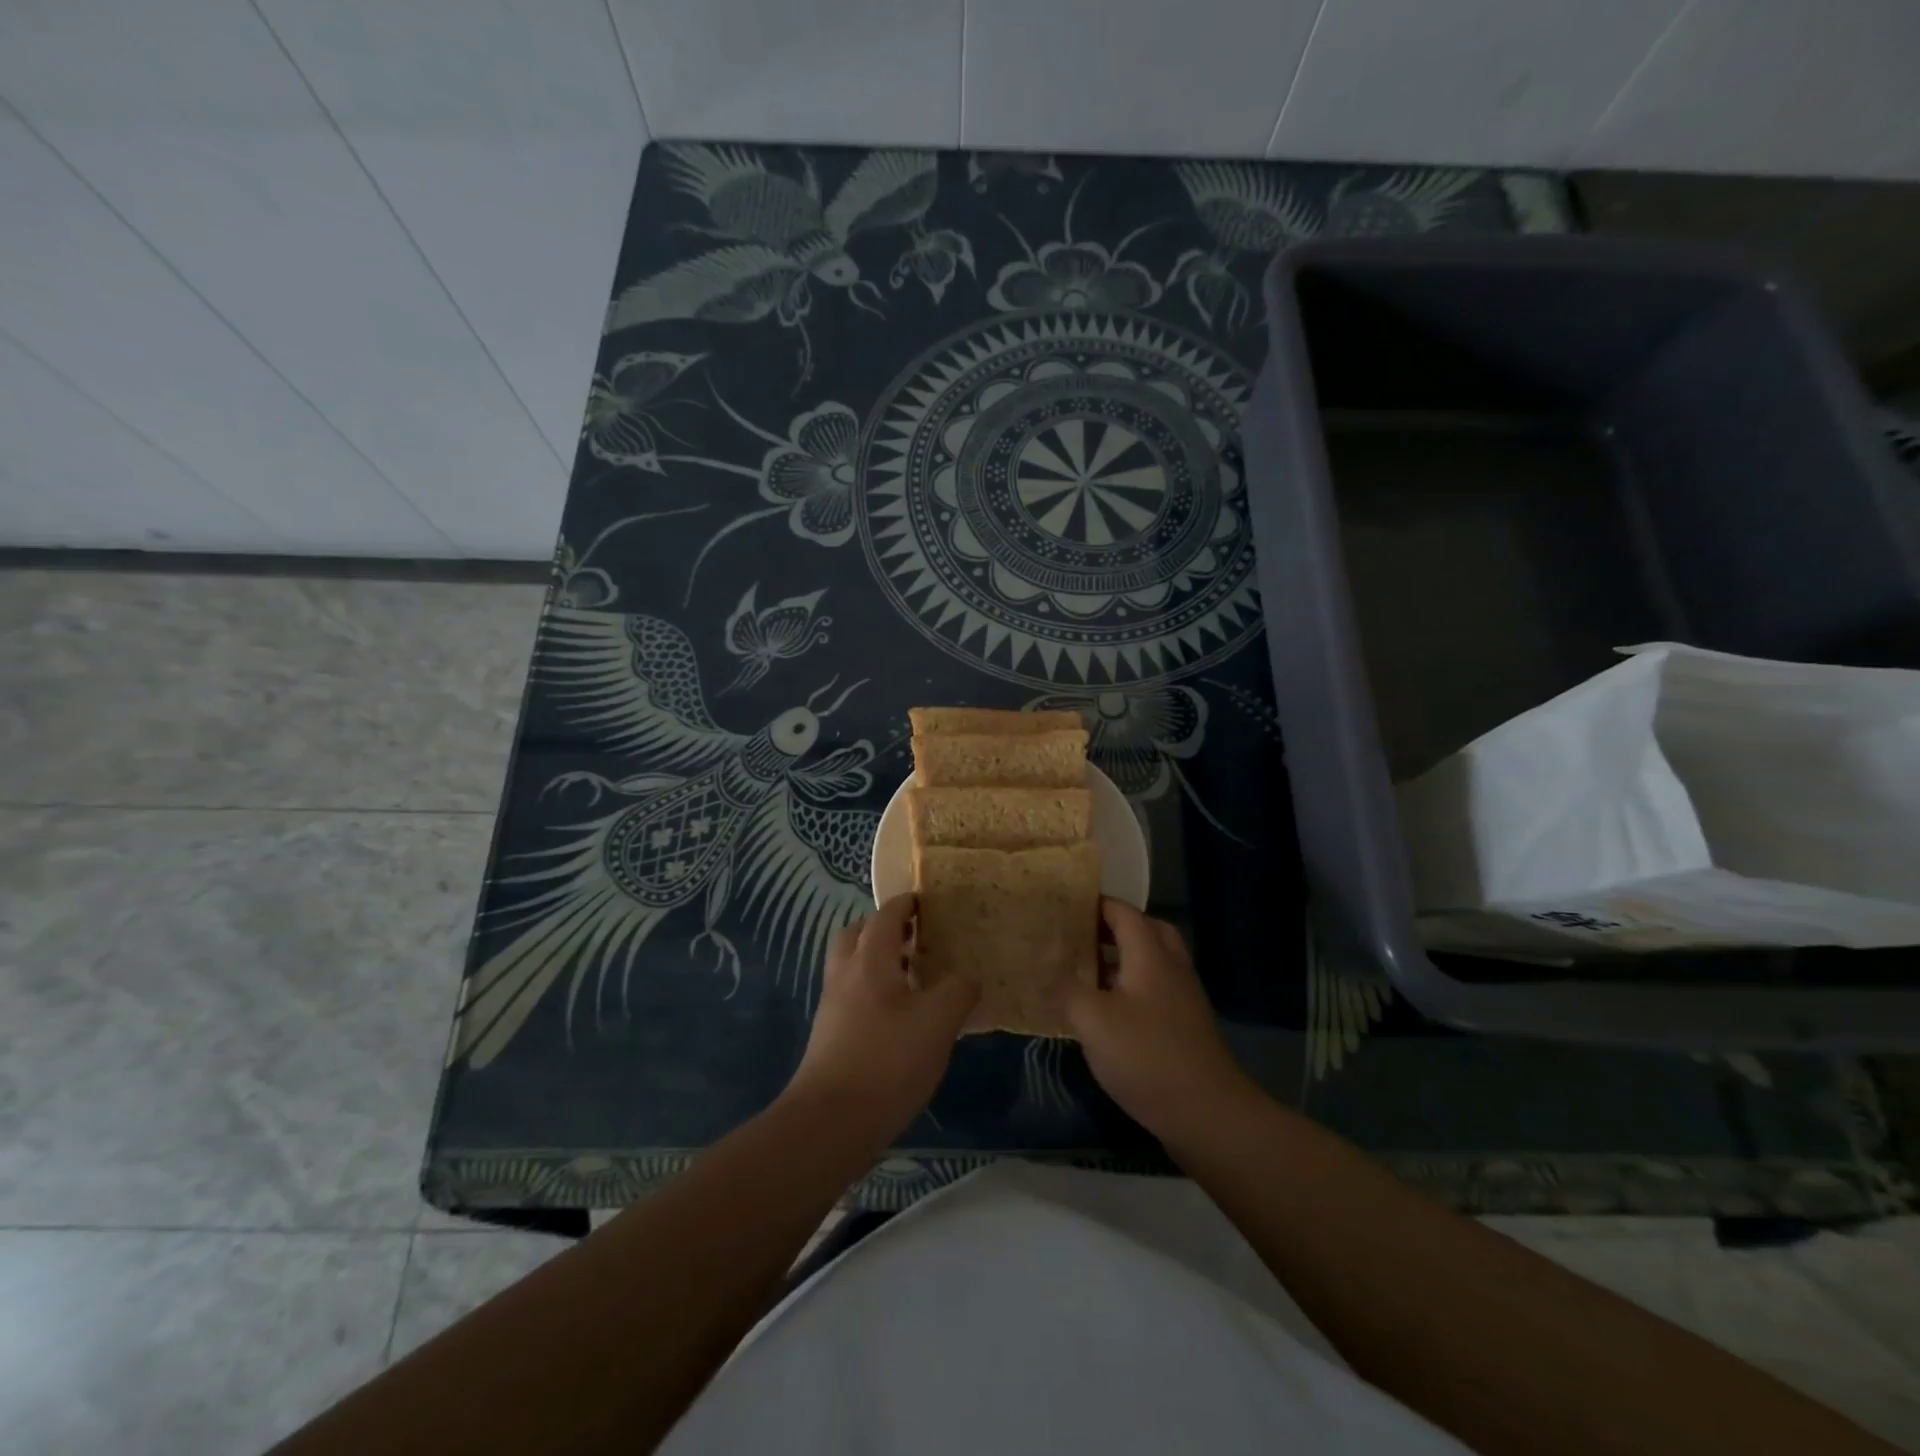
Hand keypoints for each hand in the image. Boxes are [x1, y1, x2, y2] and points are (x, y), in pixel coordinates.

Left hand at [785, 893, 978, 1141]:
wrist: (830, 1122)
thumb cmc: (888, 1060)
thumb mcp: (938, 1022)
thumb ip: (958, 990)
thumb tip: (968, 977)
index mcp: (870, 959)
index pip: (886, 915)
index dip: (906, 904)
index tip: (927, 901)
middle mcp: (845, 974)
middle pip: (858, 934)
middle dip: (884, 930)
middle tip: (916, 939)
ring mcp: (833, 1006)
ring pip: (852, 967)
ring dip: (878, 962)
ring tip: (915, 979)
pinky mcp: (830, 1036)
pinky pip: (852, 996)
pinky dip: (873, 992)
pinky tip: (900, 1018)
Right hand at [1063, 899, 1256, 1142]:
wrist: (1207, 1113)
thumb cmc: (1147, 1056)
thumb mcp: (1093, 1021)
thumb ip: (1066, 992)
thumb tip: (1047, 977)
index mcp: (1150, 954)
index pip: (1124, 912)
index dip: (1096, 904)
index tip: (1066, 906)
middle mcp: (1171, 967)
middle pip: (1145, 931)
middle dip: (1113, 928)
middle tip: (1080, 936)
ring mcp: (1182, 997)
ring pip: (1152, 961)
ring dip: (1122, 959)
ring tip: (1086, 971)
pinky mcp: (1185, 1026)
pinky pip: (1155, 989)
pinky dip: (1131, 986)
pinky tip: (1107, 1011)